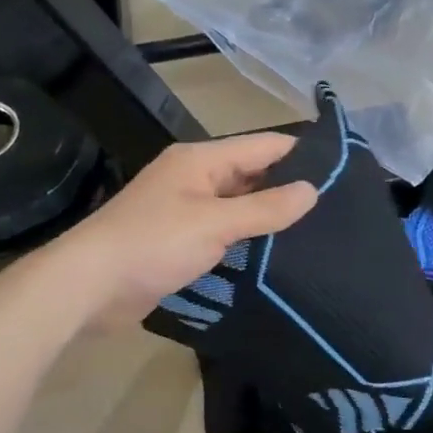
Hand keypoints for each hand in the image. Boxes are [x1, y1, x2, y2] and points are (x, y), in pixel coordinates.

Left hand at [43, 134, 317, 331]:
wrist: (89, 286)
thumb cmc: (153, 243)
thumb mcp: (215, 223)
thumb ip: (266, 208)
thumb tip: (313, 190)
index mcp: (201, 160)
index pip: (264, 146)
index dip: (301, 154)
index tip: (343, 169)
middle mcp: (194, 178)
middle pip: (252, 175)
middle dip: (288, 188)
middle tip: (336, 208)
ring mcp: (185, 211)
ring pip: (238, 207)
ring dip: (268, 218)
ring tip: (317, 232)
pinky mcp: (179, 242)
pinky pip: (223, 233)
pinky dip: (247, 241)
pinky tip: (275, 256)